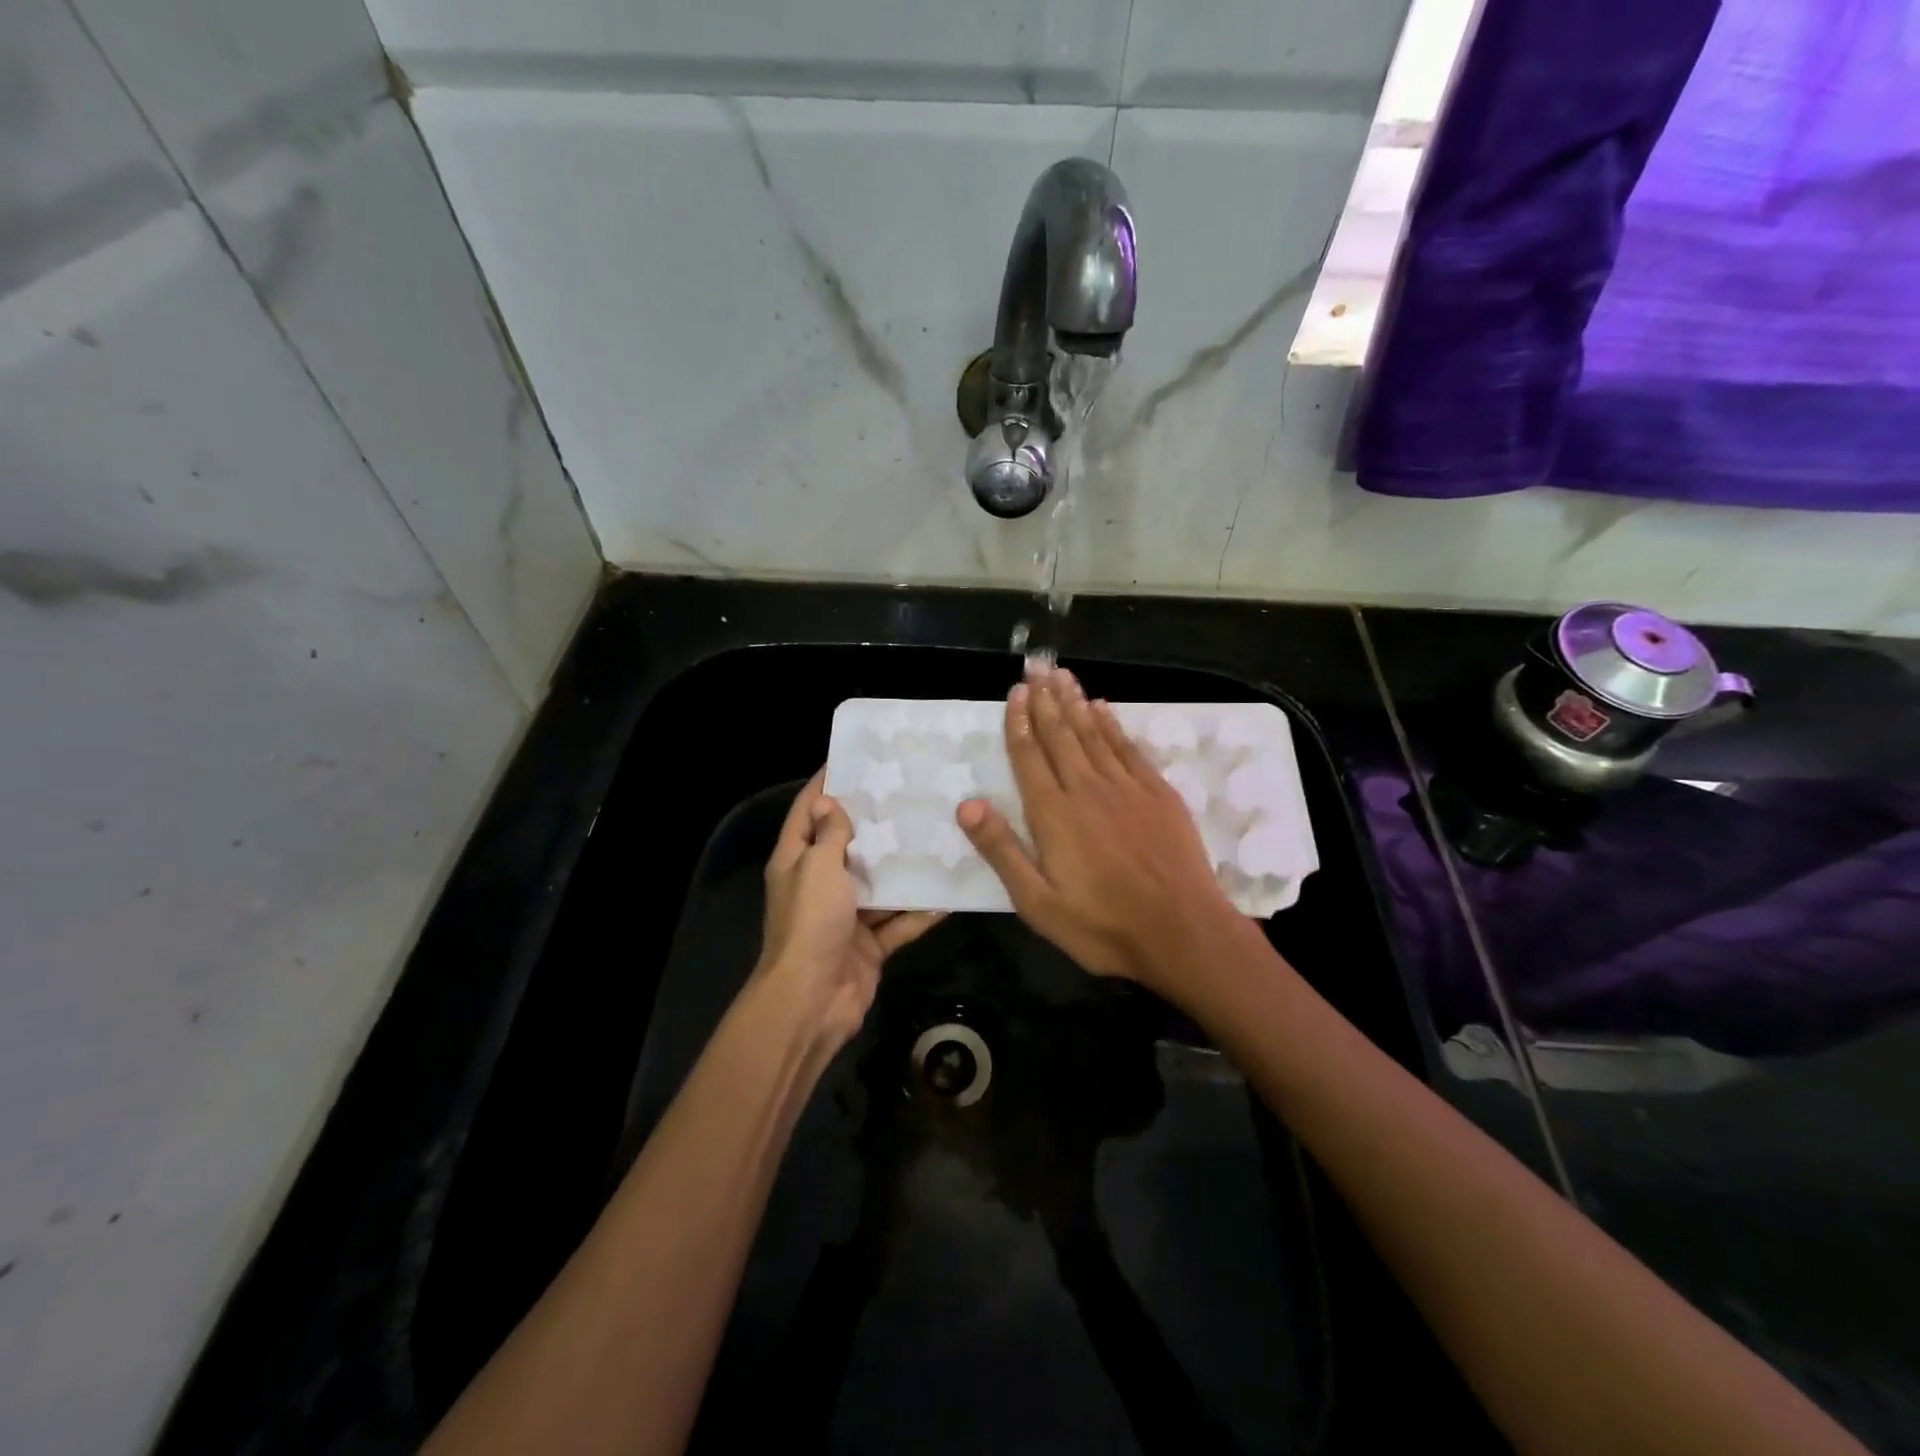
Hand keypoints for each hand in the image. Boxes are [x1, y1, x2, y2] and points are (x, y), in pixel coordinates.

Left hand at [758, 770, 942, 1051]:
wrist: (812, 1001)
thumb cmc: (810, 923)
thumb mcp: (817, 867)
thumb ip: (830, 835)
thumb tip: (830, 802)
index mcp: (796, 861)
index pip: (808, 811)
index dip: (826, 783)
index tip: (855, 758)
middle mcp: (819, 884)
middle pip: (849, 845)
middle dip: (877, 822)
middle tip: (912, 792)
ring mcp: (846, 916)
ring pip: (880, 883)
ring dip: (904, 866)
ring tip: (939, 834)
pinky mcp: (870, 944)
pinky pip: (899, 922)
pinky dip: (920, 911)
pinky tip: (949, 892)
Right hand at [956, 667, 1236, 995]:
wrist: (1182, 932)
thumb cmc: (1103, 926)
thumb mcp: (1037, 903)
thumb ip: (1002, 850)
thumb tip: (967, 804)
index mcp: (1053, 815)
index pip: (1029, 757)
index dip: (1018, 723)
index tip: (1014, 693)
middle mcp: (1087, 789)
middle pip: (1061, 735)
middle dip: (1045, 700)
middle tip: (1035, 668)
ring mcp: (1126, 788)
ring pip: (1094, 734)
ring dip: (1075, 702)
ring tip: (1062, 676)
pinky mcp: (1158, 793)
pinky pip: (1129, 748)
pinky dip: (1113, 725)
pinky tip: (1104, 708)